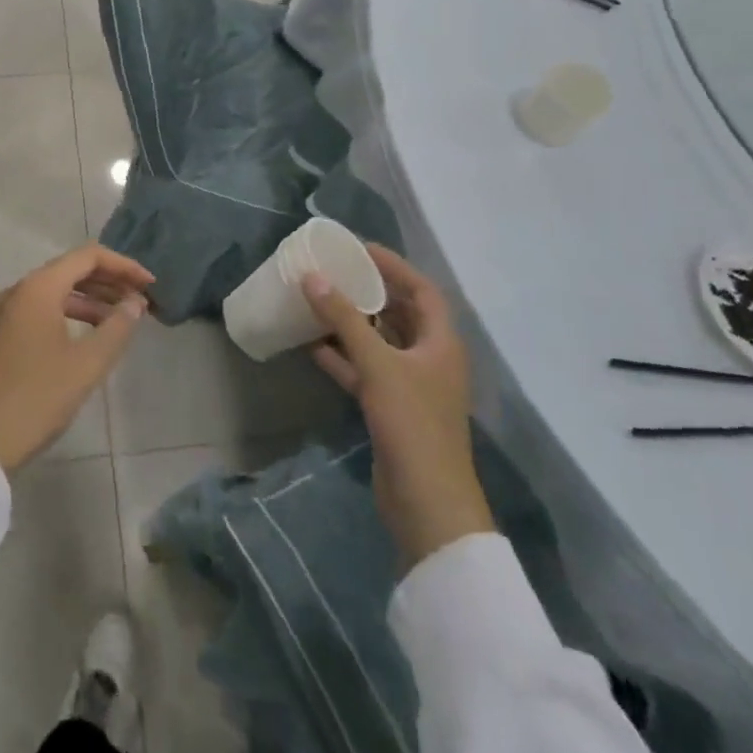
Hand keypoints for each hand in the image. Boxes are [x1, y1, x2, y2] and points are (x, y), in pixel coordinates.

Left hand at [0, 245, 154, 474]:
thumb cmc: (35, 398)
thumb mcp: (86, 365)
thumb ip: (116, 328)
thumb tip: (135, 302)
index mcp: (38, 288)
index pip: (88, 257)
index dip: (123, 265)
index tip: (150, 285)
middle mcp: (18, 291)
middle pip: (70, 270)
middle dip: (108, 281)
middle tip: (140, 301)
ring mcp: (4, 314)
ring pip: (55, 292)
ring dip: (90, 300)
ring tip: (120, 320)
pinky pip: (40, 310)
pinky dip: (68, 315)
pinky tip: (87, 338)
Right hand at [303, 246, 494, 568]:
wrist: (426, 504)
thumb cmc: (412, 424)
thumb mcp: (377, 365)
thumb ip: (344, 319)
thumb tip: (312, 277)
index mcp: (441, 343)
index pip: (422, 290)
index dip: (394, 266)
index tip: (359, 249)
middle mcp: (430, 359)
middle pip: (400, 313)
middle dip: (369, 292)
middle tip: (335, 271)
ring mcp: (411, 386)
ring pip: (380, 342)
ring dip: (352, 323)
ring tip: (318, 300)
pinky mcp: (392, 409)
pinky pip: (365, 370)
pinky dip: (342, 356)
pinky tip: (311, 345)